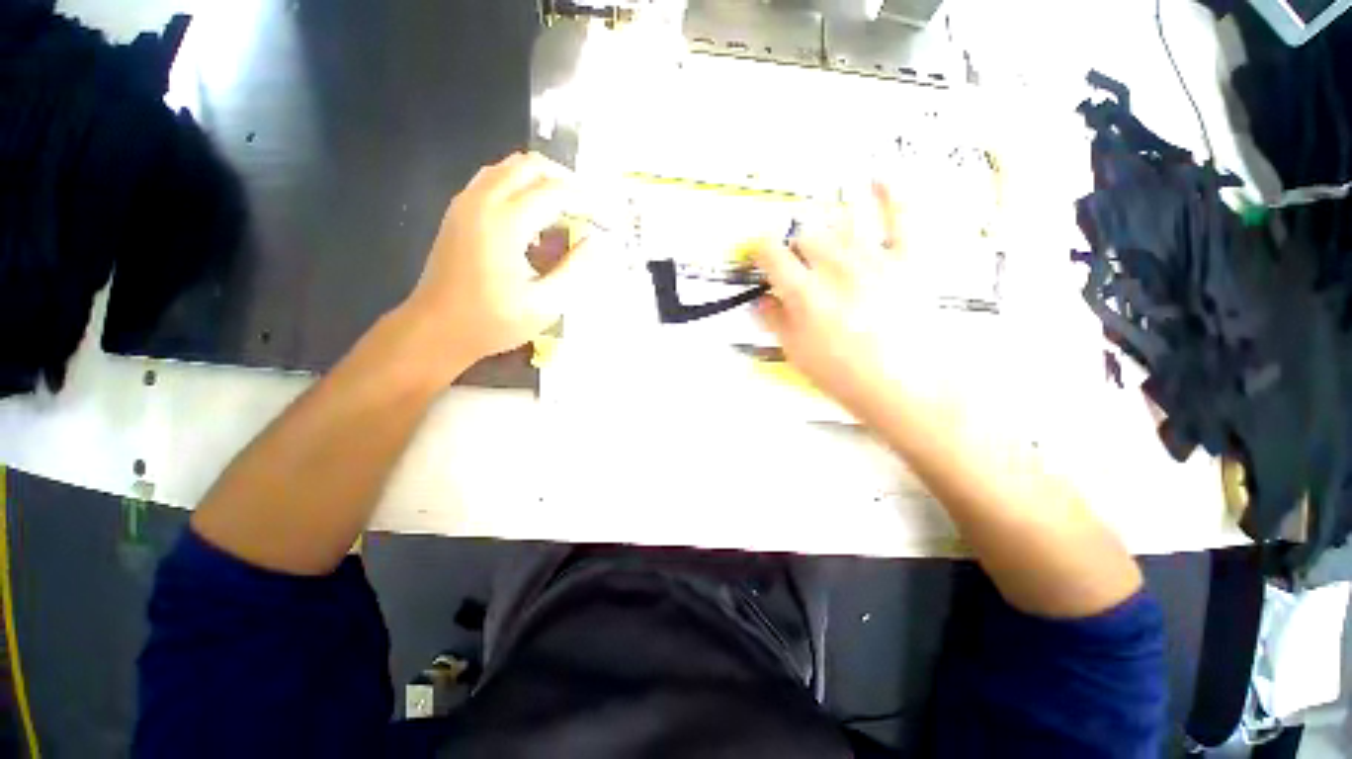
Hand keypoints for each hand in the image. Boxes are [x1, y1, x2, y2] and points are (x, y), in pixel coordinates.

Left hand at [403, 152, 592, 370]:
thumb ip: (575, 269)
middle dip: (566, 181)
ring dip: (542, 180)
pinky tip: (534, 217)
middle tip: (588, 208)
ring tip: (566, 209)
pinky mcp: (459, 212)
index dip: (587, 201)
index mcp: (505, 223)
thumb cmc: (493, 321)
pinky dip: (521, 186)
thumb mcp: (545, 304)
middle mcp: (483, 201)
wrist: (436, 329)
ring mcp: (466, 203)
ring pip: (510, 167)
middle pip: (530, 165)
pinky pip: (494, 179)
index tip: (607, 220)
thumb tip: (596, 241)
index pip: (555, 192)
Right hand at [751, 183, 937, 414]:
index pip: (771, 254)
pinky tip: (880, 179)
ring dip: (826, 217)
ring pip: (842, 219)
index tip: (757, 253)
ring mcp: (875, 260)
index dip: (759, 249)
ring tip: (819, 222)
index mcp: (806, 294)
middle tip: (794, 259)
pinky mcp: (907, 260)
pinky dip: (891, 194)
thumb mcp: (796, 353)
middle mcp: (837, 269)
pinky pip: (901, 217)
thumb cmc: (847, 377)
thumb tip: (761, 300)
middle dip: (793, 244)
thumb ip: (774, 321)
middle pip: (805, 233)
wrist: (907, 388)